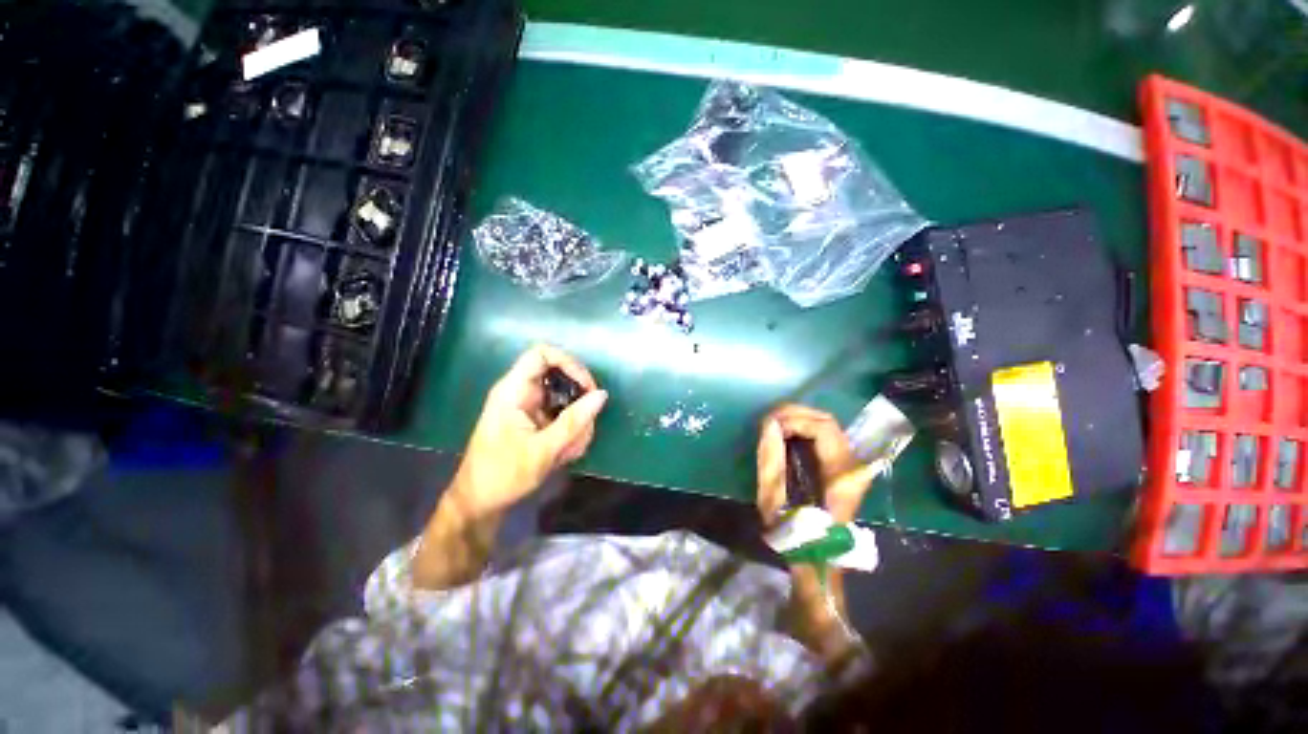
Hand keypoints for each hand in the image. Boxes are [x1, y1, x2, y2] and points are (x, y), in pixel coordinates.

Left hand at [454, 344, 607, 513]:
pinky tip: (566, 455)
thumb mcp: (542, 450)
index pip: (542, 354)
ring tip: (571, 451)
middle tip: (584, 428)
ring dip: (577, 425)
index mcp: (514, 391)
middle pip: (562, 379)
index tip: (587, 387)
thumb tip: (601, 395)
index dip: (569, 363)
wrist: (479, 504)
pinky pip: (563, 417)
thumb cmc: (502, 475)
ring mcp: (531, 408)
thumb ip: (574, 421)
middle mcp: (523, 393)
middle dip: (579, 404)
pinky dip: (571, 434)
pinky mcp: (537, 422)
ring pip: (567, 401)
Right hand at [756, 404, 876, 526]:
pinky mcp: (843, 466)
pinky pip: (825, 435)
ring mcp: (850, 464)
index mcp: (840, 474)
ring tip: (775, 423)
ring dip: (800, 418)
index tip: (770, 425)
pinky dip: (804, 427)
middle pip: (827, 420)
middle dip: (795, 413)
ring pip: (828, 425)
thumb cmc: (795, 533)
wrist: (818, 556)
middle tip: (769, 418)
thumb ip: (771, 460)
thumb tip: (769, 425)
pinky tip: (787, 432)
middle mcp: (852, 464)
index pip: (823, 428)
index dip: (795, 419)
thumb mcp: (775, 501)